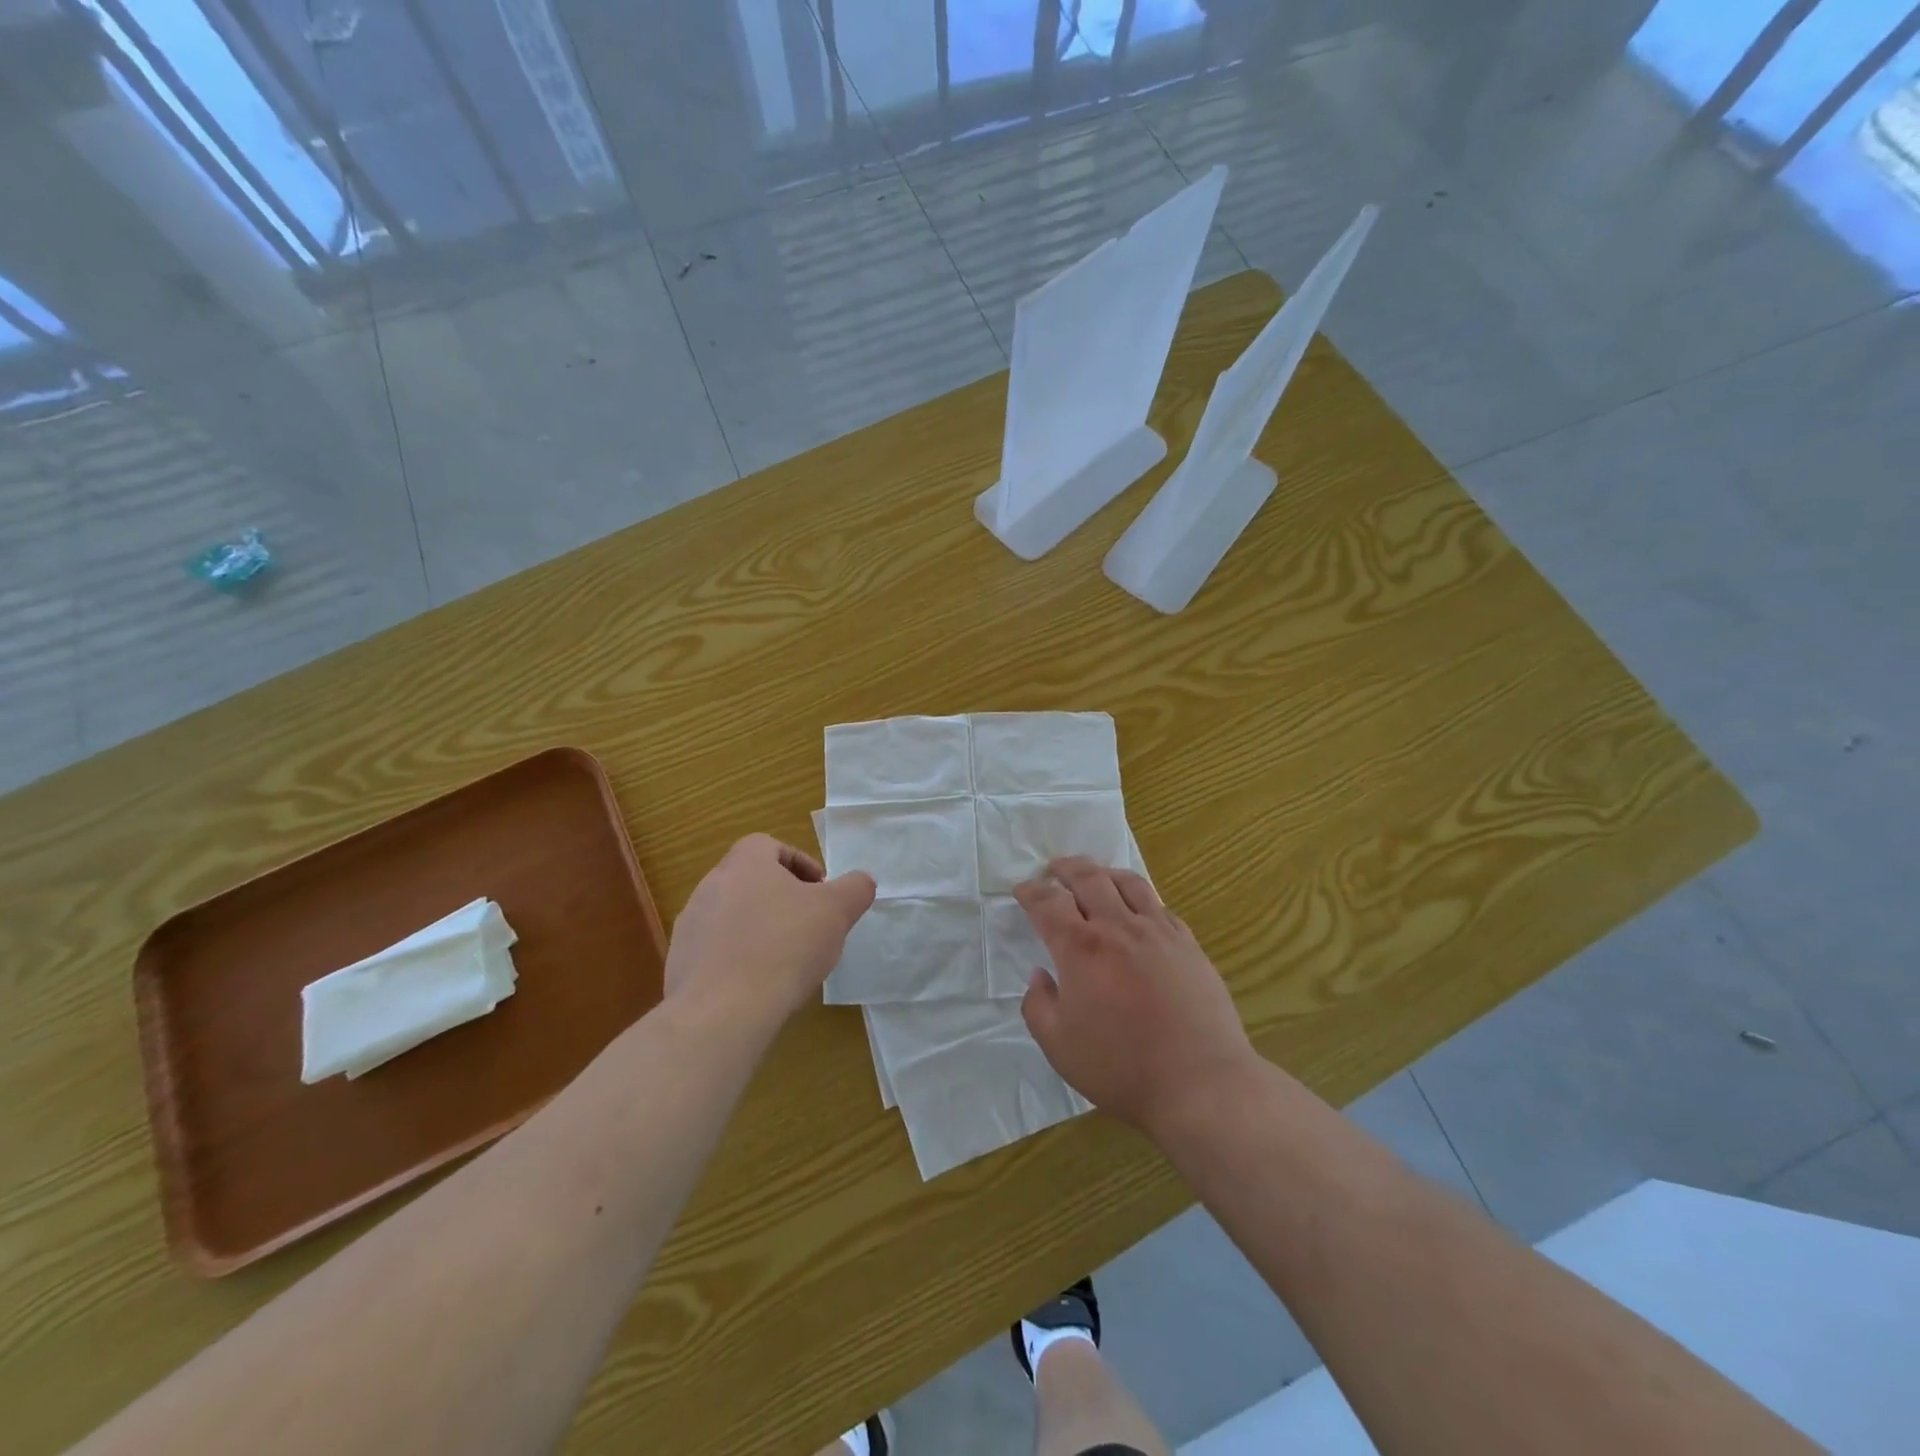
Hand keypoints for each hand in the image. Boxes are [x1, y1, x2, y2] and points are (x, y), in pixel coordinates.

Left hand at [665, 834, 875, 1027]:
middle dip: (780, 898)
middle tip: (807, 924)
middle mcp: (710, 886)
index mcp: (744, 863)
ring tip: (785, 959)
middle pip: (750, 881)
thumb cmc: (785, 946)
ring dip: (758, 928)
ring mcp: (690, 926)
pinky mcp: (680, 963)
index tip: (819, 891)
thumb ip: (855, 888)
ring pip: (732, 916)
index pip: (769, 846)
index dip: (799, 863)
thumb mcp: (837, 911)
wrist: (723, 1011)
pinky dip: (738, 959)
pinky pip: (715, 951)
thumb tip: (861, 882)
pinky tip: (759, 985)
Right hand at [1016, 857, 1256, 1132]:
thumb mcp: (1059, 1046)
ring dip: (1105, 873)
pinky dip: (1140, 899)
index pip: (1048, 904)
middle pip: (1088, 878)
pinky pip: (1159, 906)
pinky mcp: (1188, 944)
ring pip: (1128, 883)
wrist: (1199, 1081)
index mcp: (1081, 948)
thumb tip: (1040, 975)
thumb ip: (1038, 1006)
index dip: (1031, 892)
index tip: (1023, 889)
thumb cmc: (1121, 1067)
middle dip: (1066, 868)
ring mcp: (1158, 932)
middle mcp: (1118, 927)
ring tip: (1096, 876)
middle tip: (1055, 868)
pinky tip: (1138, 911)